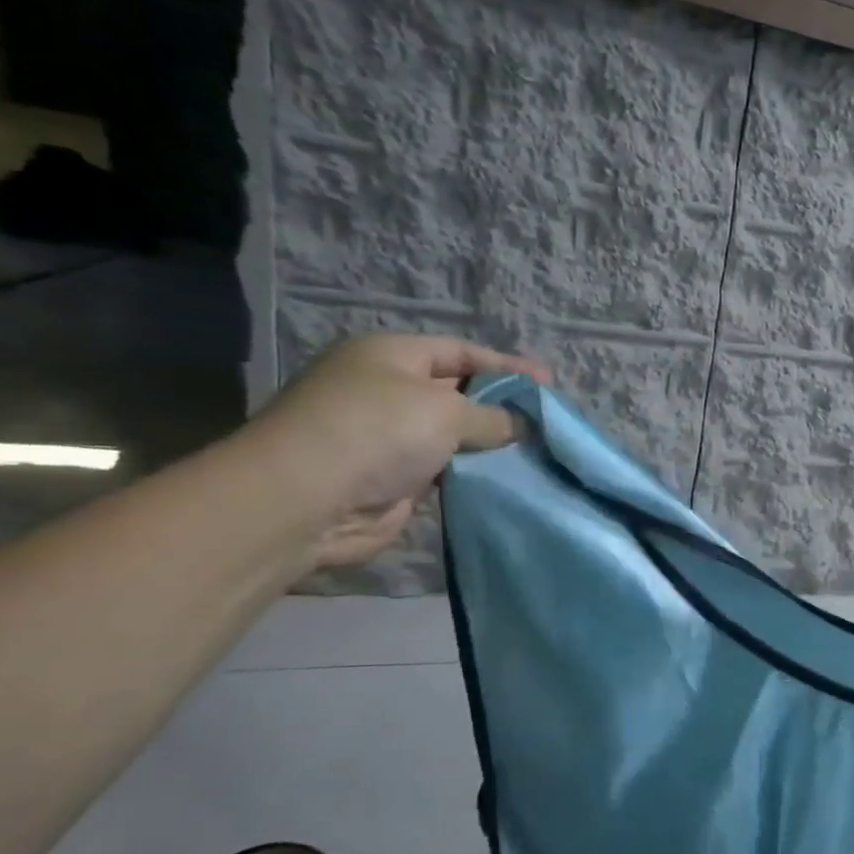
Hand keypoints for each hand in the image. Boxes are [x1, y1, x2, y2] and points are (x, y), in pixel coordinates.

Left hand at [243, 335, 547, 568]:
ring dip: (488, 444)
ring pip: (453, 435)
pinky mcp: (391, 480)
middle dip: (501, 405)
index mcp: (391, 356)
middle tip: (546, 420)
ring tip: (536, 450)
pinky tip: (505, 478)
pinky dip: (471, 473)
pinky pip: (444, 470)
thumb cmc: (377, 431)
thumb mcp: (446, 410)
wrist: (305, 501)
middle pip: (458, 392)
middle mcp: (387, 391)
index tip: (547, 384)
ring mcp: (387, 438)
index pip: (461, 352)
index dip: (506, 365)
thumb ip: (493, 416)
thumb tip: (521, 424)